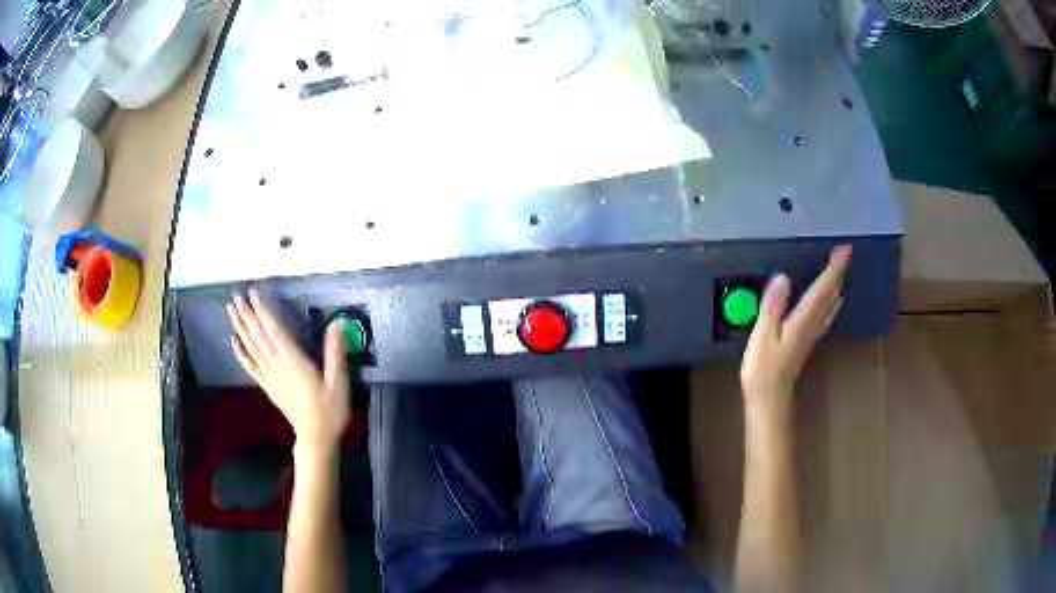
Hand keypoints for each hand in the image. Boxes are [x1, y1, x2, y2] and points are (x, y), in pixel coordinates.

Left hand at [227, 289, 349, 457]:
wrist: (316, 438)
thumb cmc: (330, 410)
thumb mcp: (338, 382)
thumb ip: (335, 353)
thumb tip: (337, 323)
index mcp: (294, 362)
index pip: (275, 331)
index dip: (264, 311)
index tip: (254, 293)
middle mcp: (278, 366)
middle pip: (259, 336)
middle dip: (247, 314)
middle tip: (236, 296)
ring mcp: (270, 377)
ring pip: (252, 348)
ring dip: (241, 328)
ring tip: (231, 310)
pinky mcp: (268, 386)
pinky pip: (251, 367)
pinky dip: (241, 354)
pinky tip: (233, 341)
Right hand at [740, 246, 850, 415]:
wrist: (769, 400)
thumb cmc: (762, 370)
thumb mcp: (762, 337)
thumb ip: (772, 307)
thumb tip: (782, 277)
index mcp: (802, 321)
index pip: (822, 290)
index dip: (834, 269)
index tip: (845, 249)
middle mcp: (812, 325)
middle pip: (830, 296)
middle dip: (838, 273)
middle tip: (845, 253)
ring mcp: (811, 335)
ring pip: (830, 307)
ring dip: (836, 287)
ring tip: (841, 272)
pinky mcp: (807, 341)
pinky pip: (825, 316)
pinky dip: (831, 303)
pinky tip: (833, 302)